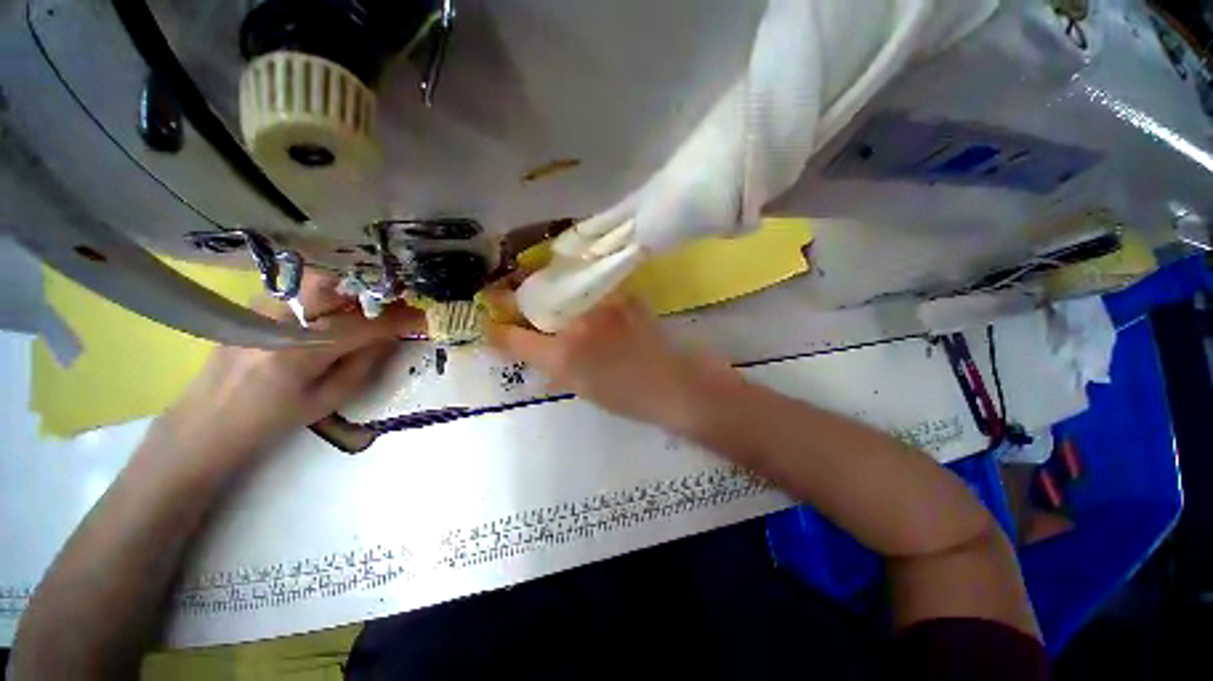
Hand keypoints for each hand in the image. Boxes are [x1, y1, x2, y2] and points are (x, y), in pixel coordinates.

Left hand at [158, 276, 424, 466]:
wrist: (205, 424)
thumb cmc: (271, 421)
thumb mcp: (327, 402)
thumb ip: (362, 365)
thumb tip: (388, 337)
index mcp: (298, 352)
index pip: (361, 326)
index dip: (398, 319)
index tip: (424, 316)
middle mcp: (276, 321)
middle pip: (331, 285)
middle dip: (369, 290)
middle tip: (393, 302)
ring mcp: (257, 309)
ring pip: (311, 280)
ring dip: (347, 288)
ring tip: (365, 304)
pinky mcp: (249, 307)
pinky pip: (296, 288)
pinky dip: (322, 292)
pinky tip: (331, 307)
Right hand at [485, 274, 734, 429]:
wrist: (674, 385)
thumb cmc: (628, 397)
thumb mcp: (581, 388)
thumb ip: (553, 367)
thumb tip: (533, 350)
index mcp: (565, 356)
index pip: (515, 337)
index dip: (497, 330)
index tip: (489, 325)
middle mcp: (578, 324)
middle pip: (534, 299)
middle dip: (515, 296)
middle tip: (506, 296)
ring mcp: (603, 304)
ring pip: (562, 286)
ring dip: (547, 288)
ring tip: (543, 292)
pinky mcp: (624, 295)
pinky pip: (592, 285)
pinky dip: (580, 289)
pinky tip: (582, 296)